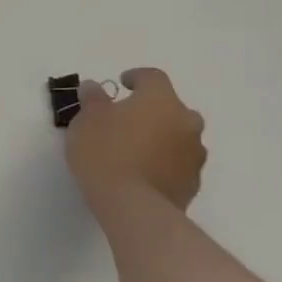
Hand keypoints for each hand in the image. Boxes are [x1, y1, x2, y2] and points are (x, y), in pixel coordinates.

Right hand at [65, 68, 207, 209]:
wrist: (132, 204)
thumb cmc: (105, 151)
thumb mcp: (87, 119)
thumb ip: (93, 99)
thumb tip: (95, 86)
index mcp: (161, 101)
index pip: (153, 77)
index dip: (137, 77)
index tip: (121, 84)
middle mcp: (185, 121)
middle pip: (171, 107)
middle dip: (151, 110)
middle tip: (126, 120)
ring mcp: (194, 153)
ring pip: (178, 135)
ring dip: (160, 136)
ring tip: (134, 149)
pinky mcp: (193, 181)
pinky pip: (178, 161)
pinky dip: (163, 160)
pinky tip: (142, 171)